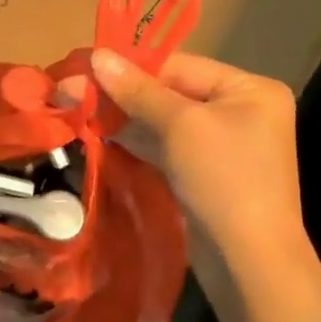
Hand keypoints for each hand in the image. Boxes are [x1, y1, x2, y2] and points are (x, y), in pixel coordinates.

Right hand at [90, 49, 307, 294]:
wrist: (249, 266)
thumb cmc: (224, 180)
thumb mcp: (180, 126)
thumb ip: (137, 90)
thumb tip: (98, 55)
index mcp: (248, 89)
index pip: (179, 65)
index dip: (130, 65)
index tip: (85, 63)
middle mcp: (239, 111)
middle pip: (169, 91)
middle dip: (120, 92)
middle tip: (70, 87)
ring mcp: (222, 144)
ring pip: (162, 120)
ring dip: (121, 115)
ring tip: (74, 105)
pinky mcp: (203, 173)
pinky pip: (165, 146)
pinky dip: (134, 139)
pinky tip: (97, 130)